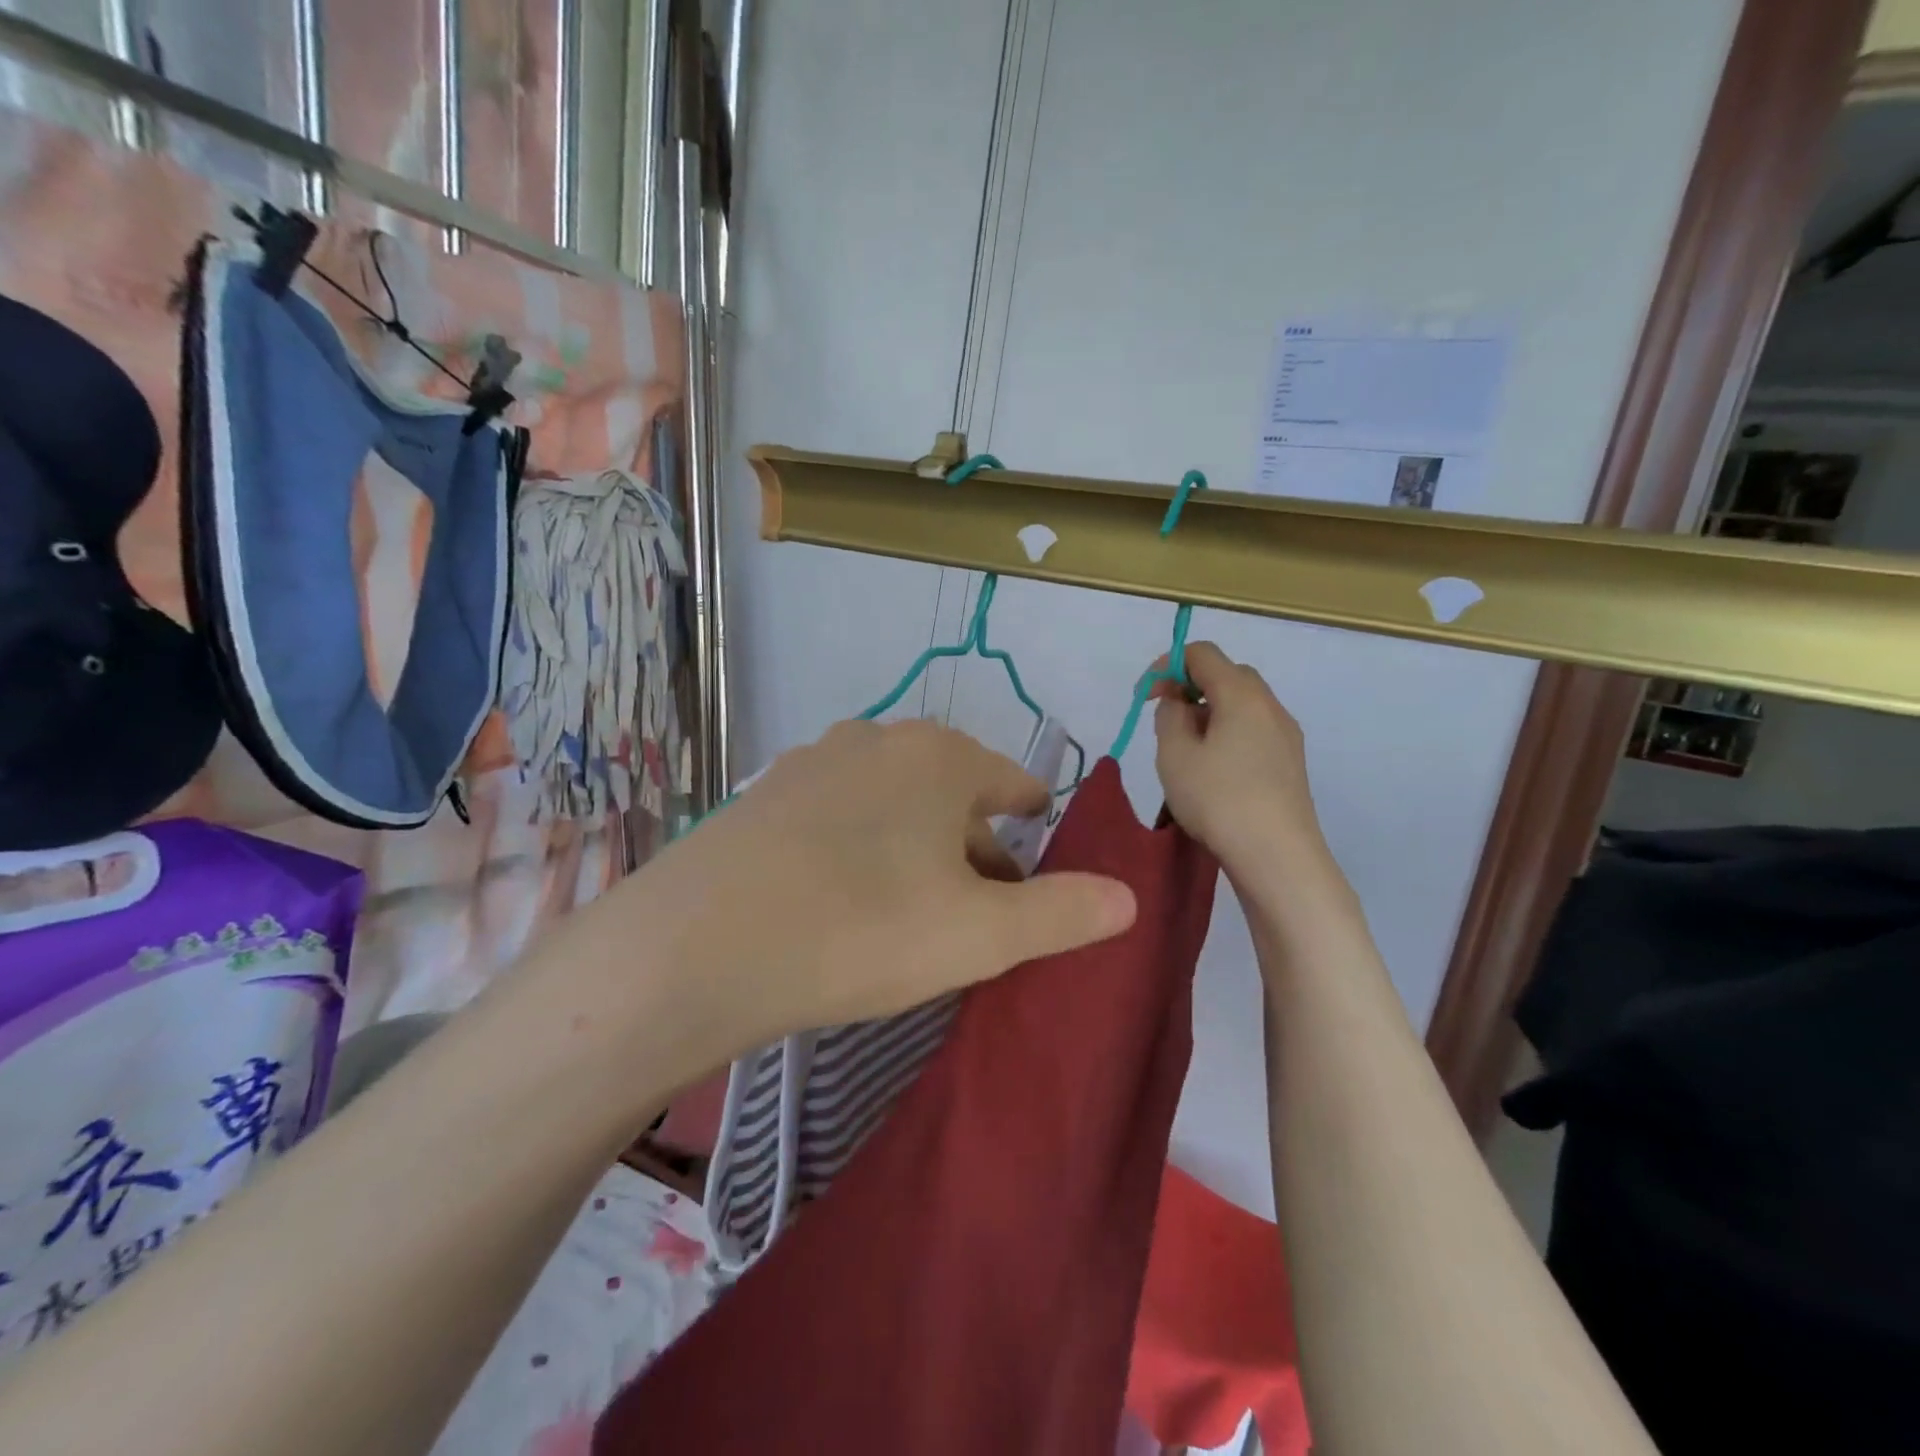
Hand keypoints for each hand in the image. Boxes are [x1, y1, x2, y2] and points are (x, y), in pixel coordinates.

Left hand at [554, 720, 1138, 1095]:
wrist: (699, 945)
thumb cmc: (862, 928)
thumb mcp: (980, 934)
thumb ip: (1062, 912)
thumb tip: (1128, 897)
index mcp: (939, 757)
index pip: (1011, 780)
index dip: (1033, 814)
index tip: (1039, 840)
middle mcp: (877, 741)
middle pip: (950, 792)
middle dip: (975, 843)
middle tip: (983, 904)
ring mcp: (812, 762)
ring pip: (892, 801)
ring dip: (916, 844)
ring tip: (917, 904)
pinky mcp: (763, 795)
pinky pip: (838, 815)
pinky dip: (860, 846)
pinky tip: (844, 894)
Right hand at [1151, 642, 1329, 875]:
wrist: (1277, 856)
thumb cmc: (1218, 799)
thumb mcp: (1175, 754)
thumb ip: (1169, 715)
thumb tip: (1179, 702)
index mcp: (1241, 694)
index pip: (1202, 653)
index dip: (1167, 665)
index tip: (1146, 696)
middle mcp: (1270, 705)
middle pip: (1227, 674)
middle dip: (1191, 687)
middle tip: (1165, 719)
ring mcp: (1286, 734)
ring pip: (1242, 705)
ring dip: (1210, 713)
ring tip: (1186, 749)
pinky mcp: (1291, 763)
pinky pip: (1254, 730)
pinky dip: (1229, 733)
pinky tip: (1214, 770)